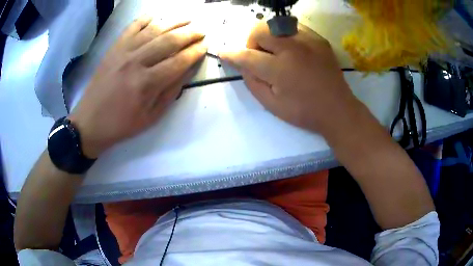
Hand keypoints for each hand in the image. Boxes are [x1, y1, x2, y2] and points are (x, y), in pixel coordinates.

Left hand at [69, 17, 206, 157]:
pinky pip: (132, 27)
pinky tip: (157, 16)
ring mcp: (123, 51)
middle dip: (190, 34)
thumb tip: (188, 70)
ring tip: (188, 19)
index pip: (178, 61)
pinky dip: (146, 18)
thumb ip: (171, 91)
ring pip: (153, 30)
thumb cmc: (122, 123)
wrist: (90, 121)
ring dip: (174, 22)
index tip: (205, 46)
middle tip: (202, 31)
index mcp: (146, 84)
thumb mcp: (151, 116)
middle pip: (169, 41)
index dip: (195, 52)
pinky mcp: (114, 48)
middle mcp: (135, 62)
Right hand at [220, 23, 358, 134]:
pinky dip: (285, 35)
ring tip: (275, 52)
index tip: (223, 53)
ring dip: (268, 36)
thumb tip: (243, 64)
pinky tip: (290, 49)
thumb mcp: (272, 105)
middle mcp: (293, 48)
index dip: (232, 54)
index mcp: (280, 69)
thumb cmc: (304, 111)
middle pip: (260, 30)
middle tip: (259, 56)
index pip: (247, 56)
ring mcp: (308, 40)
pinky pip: (293, 27)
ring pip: (276, 24)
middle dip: (252, 42)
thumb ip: (252, 82)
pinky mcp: (319, 39)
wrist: (338, 109)